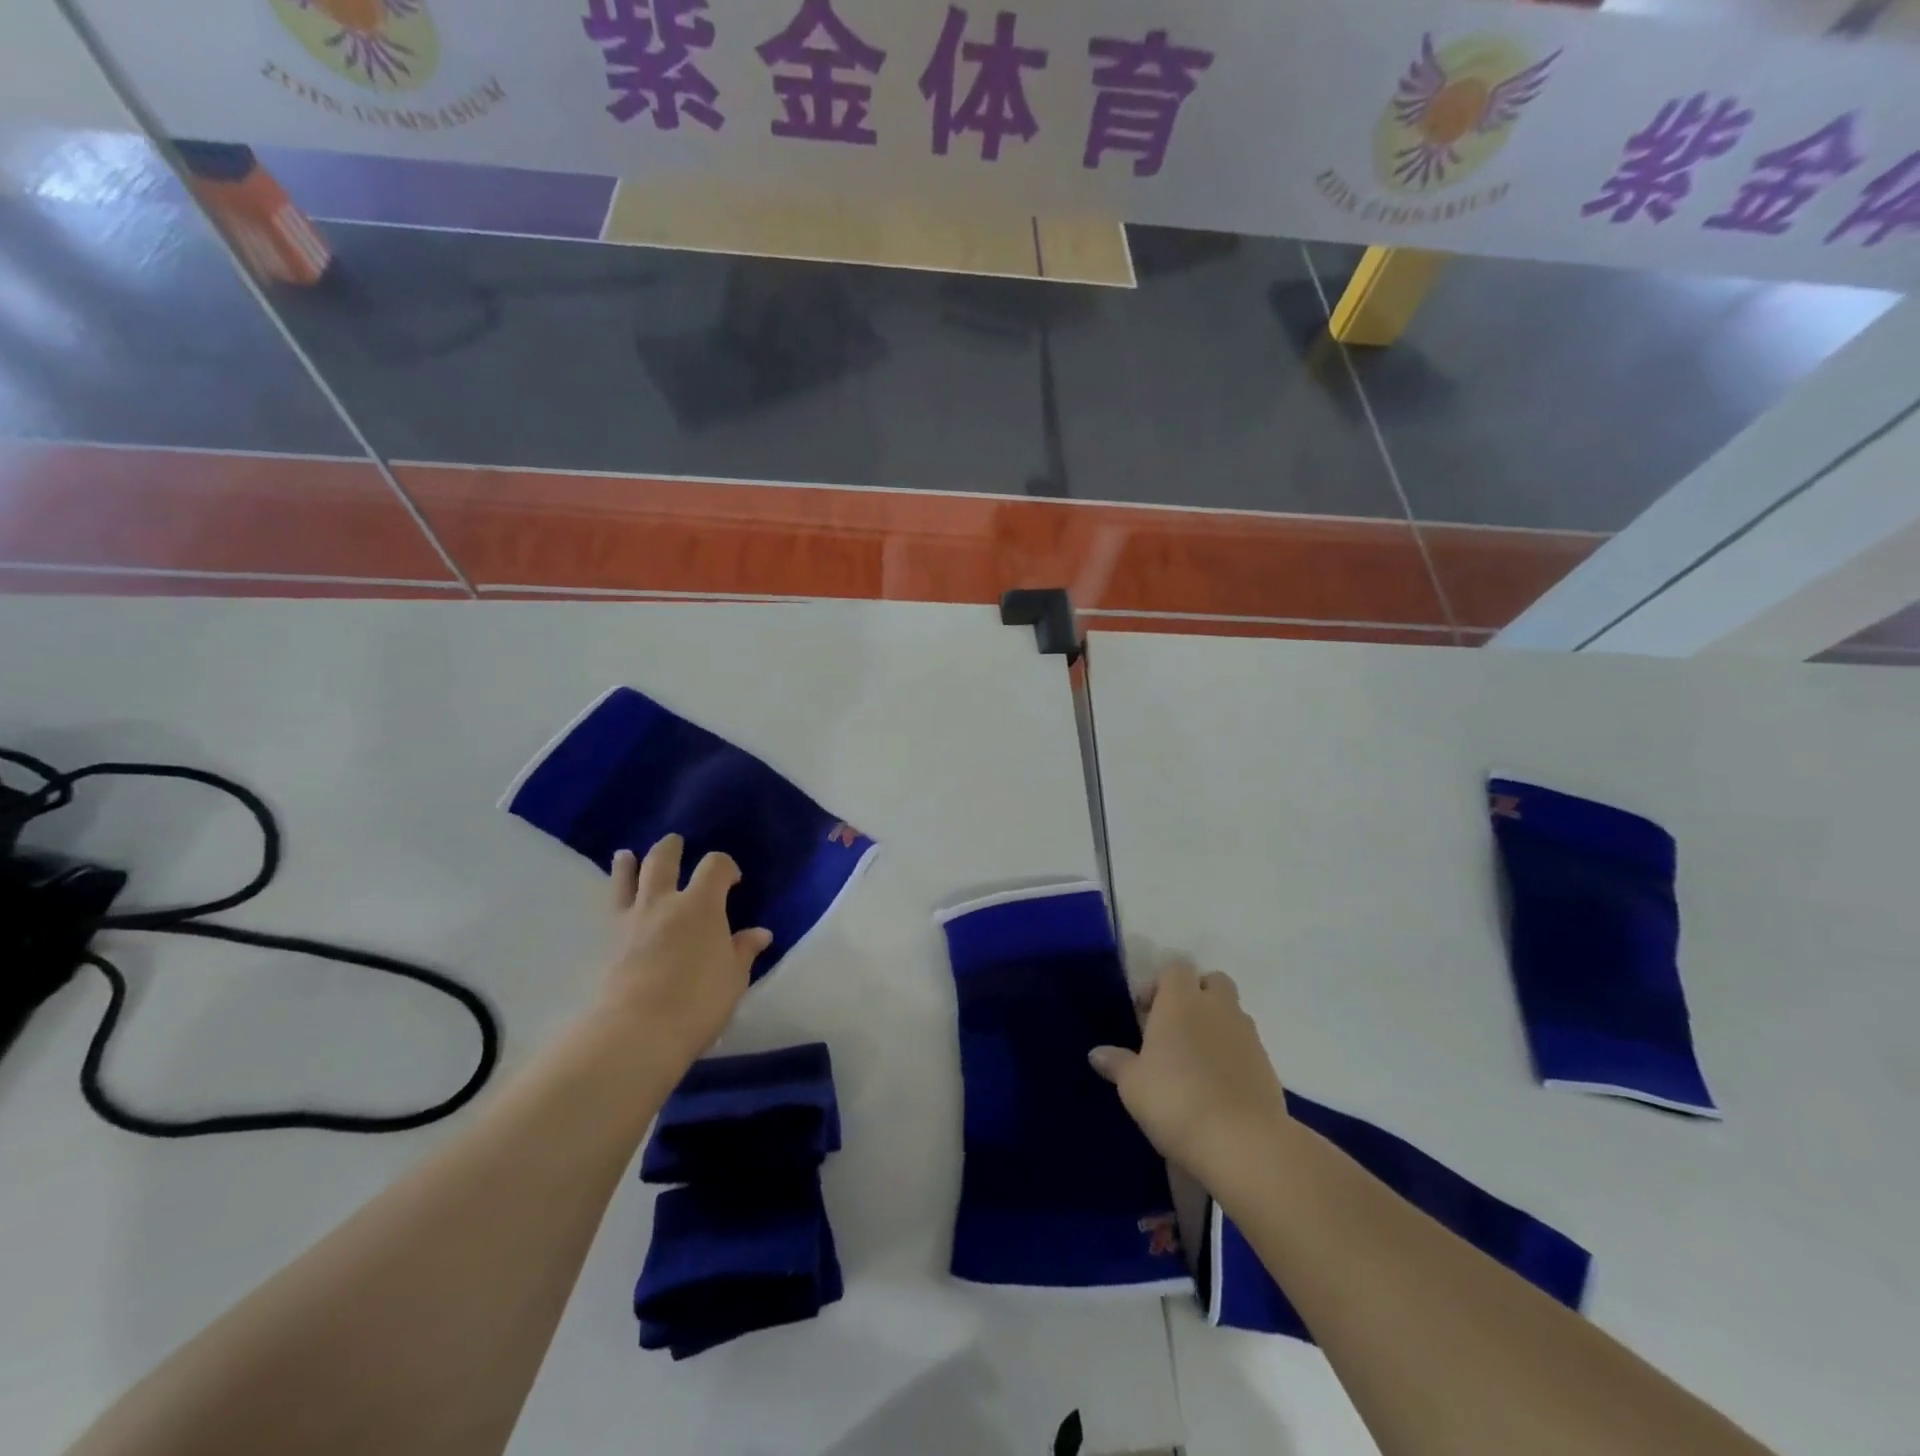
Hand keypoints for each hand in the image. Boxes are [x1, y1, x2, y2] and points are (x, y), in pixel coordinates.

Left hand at [597, 835, 770, 1070]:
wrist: (636, 1032)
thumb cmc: (698, 1002)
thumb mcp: (733, 978)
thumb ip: (743, 951)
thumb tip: (759, 934)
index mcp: (701, 905)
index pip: (715, 866)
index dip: (726, 866)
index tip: (734, 881)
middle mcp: (664, 903)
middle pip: (663, 860)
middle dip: (672, 848)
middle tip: (676, 844)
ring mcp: (632, 920)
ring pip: (627, 878)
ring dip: (630, 864)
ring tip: (627, 855)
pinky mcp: (609, 942)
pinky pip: (612, 906)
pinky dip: (616, 894)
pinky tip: (618, 898)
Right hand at [1090, 961, 1290, 1183]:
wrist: (1242, 1143)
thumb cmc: (1175, 1100)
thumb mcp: (1133, 1085)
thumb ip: (1116, 1063)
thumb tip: (1096, 1054)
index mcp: (1181, 1001)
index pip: (1175, 968)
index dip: (1159, 985)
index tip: (1144, 1014)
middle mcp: (1217, 1008)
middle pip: (1212, 981)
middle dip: (1196, 995)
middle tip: (1175, 1028)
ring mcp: (1247, 1035)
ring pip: (1232, 1012)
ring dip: (1216, 1024)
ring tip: (1196, 1060)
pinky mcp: (1268, 1065)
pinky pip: (1246, 1045)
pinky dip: (1232, 1054)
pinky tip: (1217, 1085)